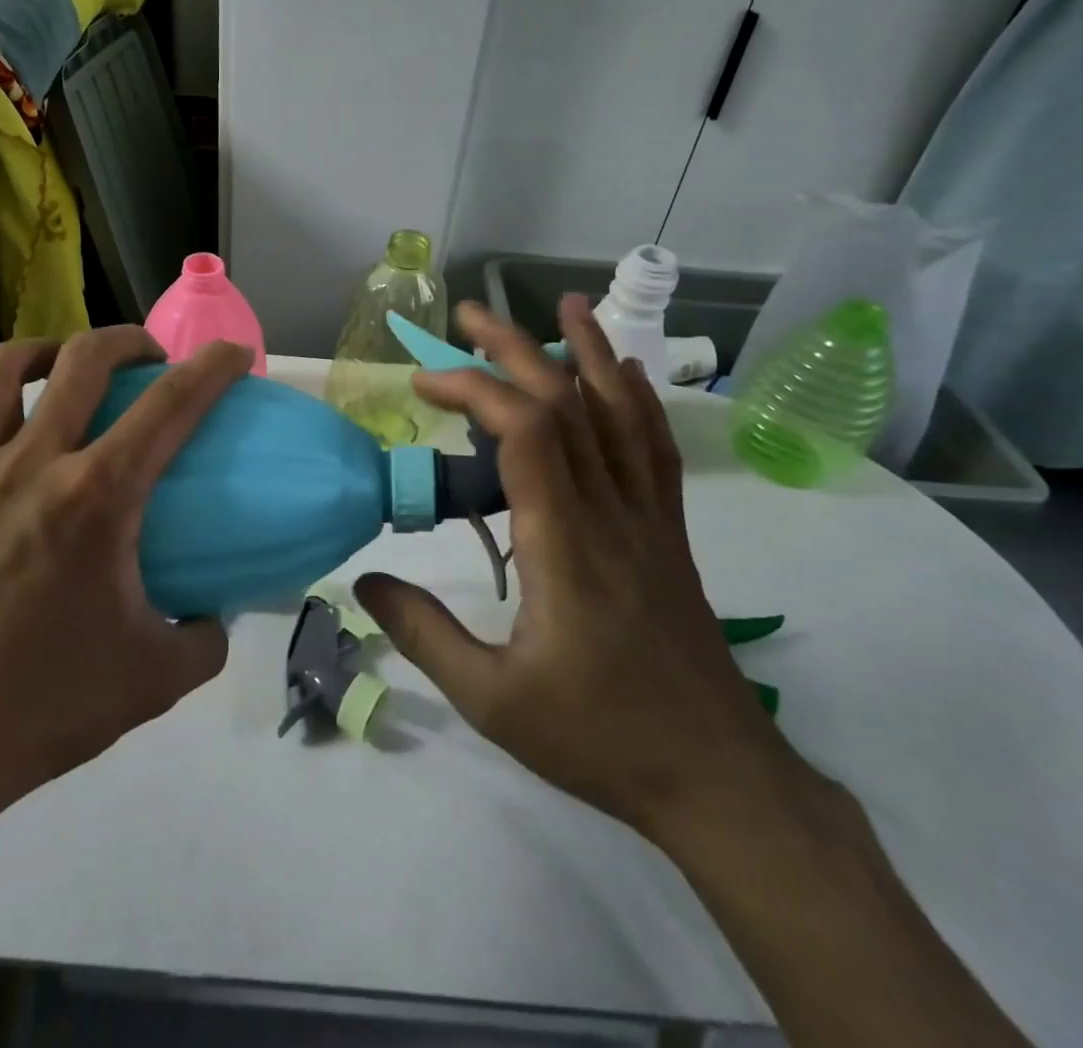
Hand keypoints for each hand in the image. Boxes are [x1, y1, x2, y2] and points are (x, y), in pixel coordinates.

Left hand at [0, 327, 251, 854]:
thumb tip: (215, 612)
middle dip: (132, 341)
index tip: (234, 353)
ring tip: (75, 371)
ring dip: (54, 348)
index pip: (170, 405)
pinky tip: (25, 432)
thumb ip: (204, 638)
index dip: (212, 367)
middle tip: (154, 363)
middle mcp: (33, 464)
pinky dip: (7, 391)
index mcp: (96, 499)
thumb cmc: (39, 709)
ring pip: (6, 364)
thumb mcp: (153, 681)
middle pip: (86, 357)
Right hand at [355, 299, 804, 846]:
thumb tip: (364, 580)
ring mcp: (647, 517)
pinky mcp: (668, 531)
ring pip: (619, 412)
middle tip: (467, 314)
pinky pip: (654, 447)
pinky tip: (623, 371)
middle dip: (512, 348)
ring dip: (585, 351)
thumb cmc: (599, 737)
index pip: (524, 432)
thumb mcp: (492, 700)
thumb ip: (424, 634)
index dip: (472, 390)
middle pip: (565, 403)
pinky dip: (637, 398)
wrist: (718, 778)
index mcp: (563, 542)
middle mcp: (608, 511)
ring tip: (562, 305)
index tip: (422, 383)